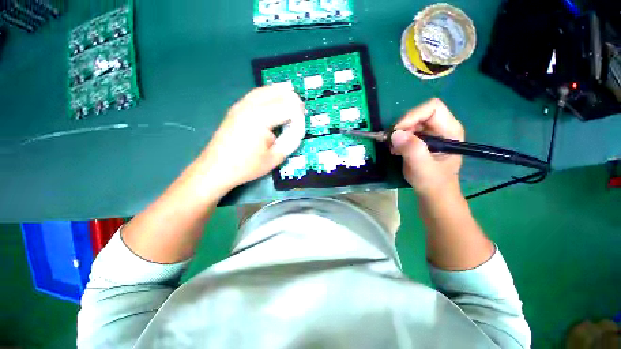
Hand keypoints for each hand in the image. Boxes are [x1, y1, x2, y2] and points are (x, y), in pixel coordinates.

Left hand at [197, 85, 305, 190]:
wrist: (216, 169)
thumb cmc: (246, 166)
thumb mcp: (274, 158)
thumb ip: (290, 142)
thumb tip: (297, 131)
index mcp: (260, 119)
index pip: (288, 107)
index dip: (298, 116)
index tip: (300, 128)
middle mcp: (250, 106)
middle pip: (277, 92)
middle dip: (293, 100)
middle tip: (300, 112)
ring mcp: (241, 105)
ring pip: (266, 89)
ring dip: (281, 93)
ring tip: (291, 100)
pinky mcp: (236, 108)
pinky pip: (256, 94)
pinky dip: (269, 94)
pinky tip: (274, 100)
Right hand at [391, 98, 464, 196]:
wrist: (433, 193)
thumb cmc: (433, 182)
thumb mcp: (423, 168)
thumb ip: (412, 150)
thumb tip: (395, 134)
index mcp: (450, 130)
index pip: (432, 108)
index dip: (413, 116)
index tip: (398, 132)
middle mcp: (441, 127)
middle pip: (419, 113)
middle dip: (402, 126)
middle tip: (392, 142)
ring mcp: (431, 133)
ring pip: (410, 122)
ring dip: (398, 133)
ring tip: (393, 148)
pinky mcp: (421, 139)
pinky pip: (406, 131)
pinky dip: (397, 138)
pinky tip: (395, 150)